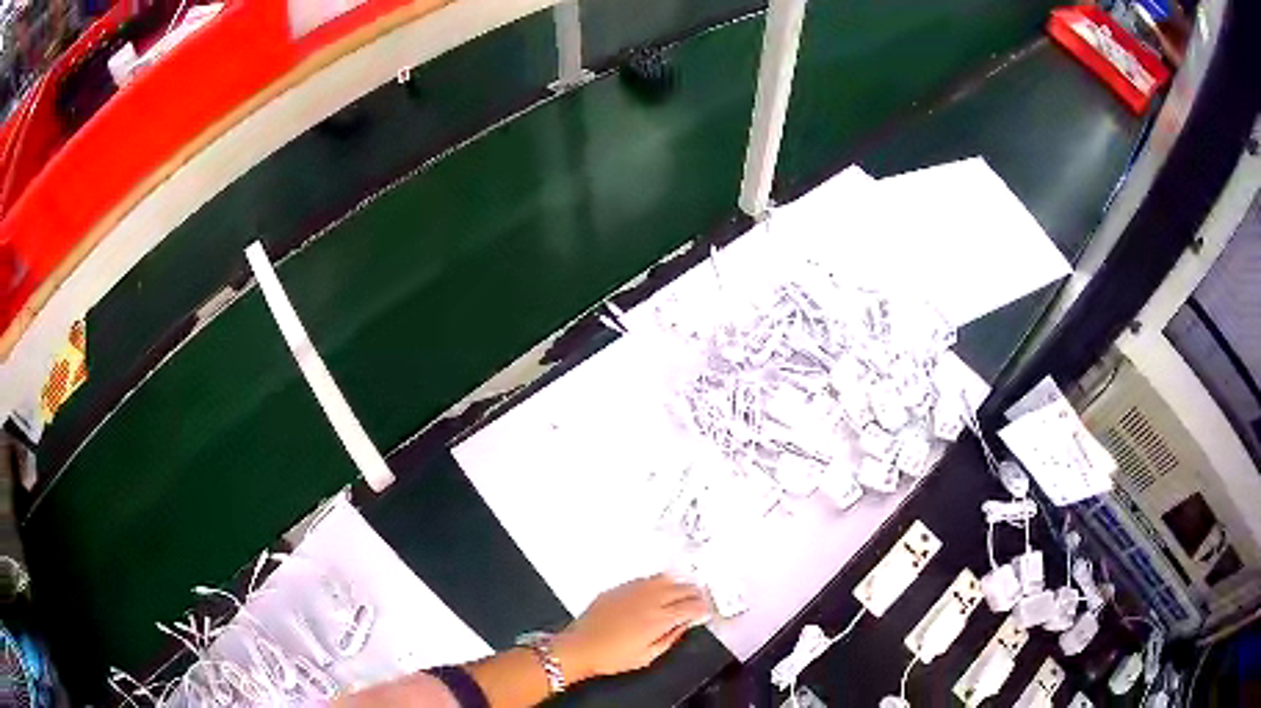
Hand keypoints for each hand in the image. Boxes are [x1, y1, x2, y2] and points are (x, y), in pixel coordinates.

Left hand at [552, 574, 710, 680]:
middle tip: (700, 599)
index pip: (690, 607)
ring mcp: (632, 591)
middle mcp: (648, 600)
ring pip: (664, 579)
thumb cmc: (614, 657)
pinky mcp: (618, 588)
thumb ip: (670, 638)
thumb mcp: (648, 656)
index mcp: (658, 619)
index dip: (702, 608)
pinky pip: (645, 579)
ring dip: (678, 583)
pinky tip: (659, 588)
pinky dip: (658, 582)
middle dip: (695, 593)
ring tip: (684, 589)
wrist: (580, 647)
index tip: (706, 611)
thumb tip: (685, 625)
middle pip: (680, 589)